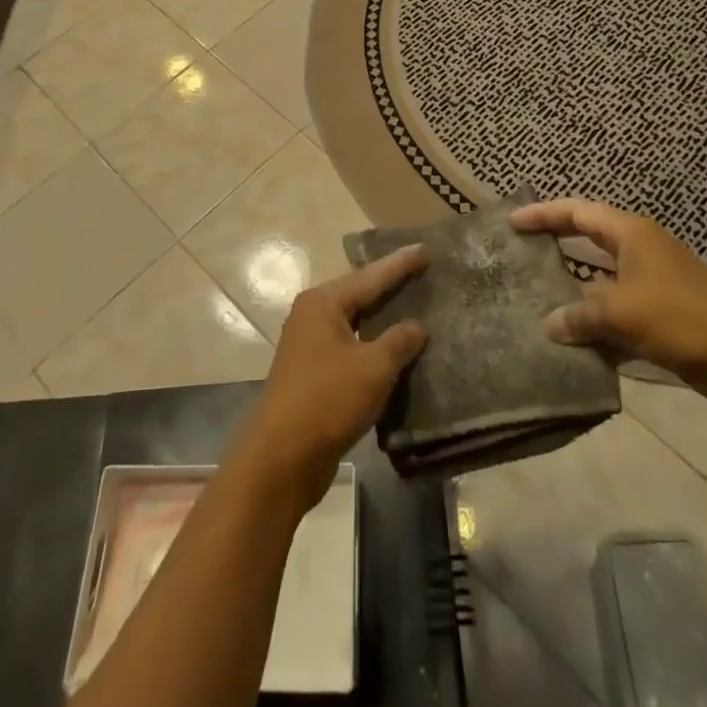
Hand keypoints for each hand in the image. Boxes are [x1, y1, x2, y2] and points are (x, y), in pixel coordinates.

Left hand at [234, 246, 428, 506]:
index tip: (425, 249)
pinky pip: (350, 347)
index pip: (370, 276)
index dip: (400, 264)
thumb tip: (416, 326)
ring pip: (355, 322)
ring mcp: (309, 345)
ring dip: (382, 319)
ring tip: (414, 307)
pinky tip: (395, 350)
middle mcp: (312, 315)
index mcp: (323, 302)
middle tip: (422, 273)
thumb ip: (399, 341)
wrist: (281, 458)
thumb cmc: (328, 400)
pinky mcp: (313, 374)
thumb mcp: (373, 367)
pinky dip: (373, 345)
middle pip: (359, 294)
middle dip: (390, 286)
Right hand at [511, 199, 706, 408]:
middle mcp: (640, 250)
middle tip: (519, 250)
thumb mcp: (623, 312)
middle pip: (587, 238)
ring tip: (535, 297)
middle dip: (555, 243)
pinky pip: (616, 310)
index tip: (511, 222)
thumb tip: (549, 324)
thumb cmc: (682, 318)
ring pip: (600, 278)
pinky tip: (571, 340)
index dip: (543, 214)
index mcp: (632, 234)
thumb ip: (580, 314)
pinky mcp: (660, 314)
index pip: (578, 212)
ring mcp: (652, 282)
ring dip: (573, 289)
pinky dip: (595, 321)